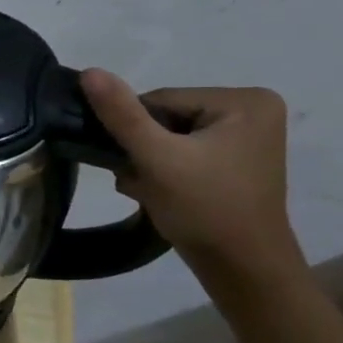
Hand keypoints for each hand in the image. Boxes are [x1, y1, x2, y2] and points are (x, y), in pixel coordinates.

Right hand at [80, 70, 302, 278]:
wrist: (242, 270)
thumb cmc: (205, 209)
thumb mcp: (157, 158)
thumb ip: (122, 114)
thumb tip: (89, 71)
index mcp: (245, 101)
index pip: (162, 100)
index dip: (136, 131)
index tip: (133, 163)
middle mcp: (252, 111)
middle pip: (167, 118)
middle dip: (143, 150)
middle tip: (139, 182)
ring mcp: (247, 138)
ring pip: (170, 138)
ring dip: (148, 163)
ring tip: (150, 191)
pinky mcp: (236, 162)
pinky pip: (184, 153)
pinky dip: (165, 171)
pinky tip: (161, 193)